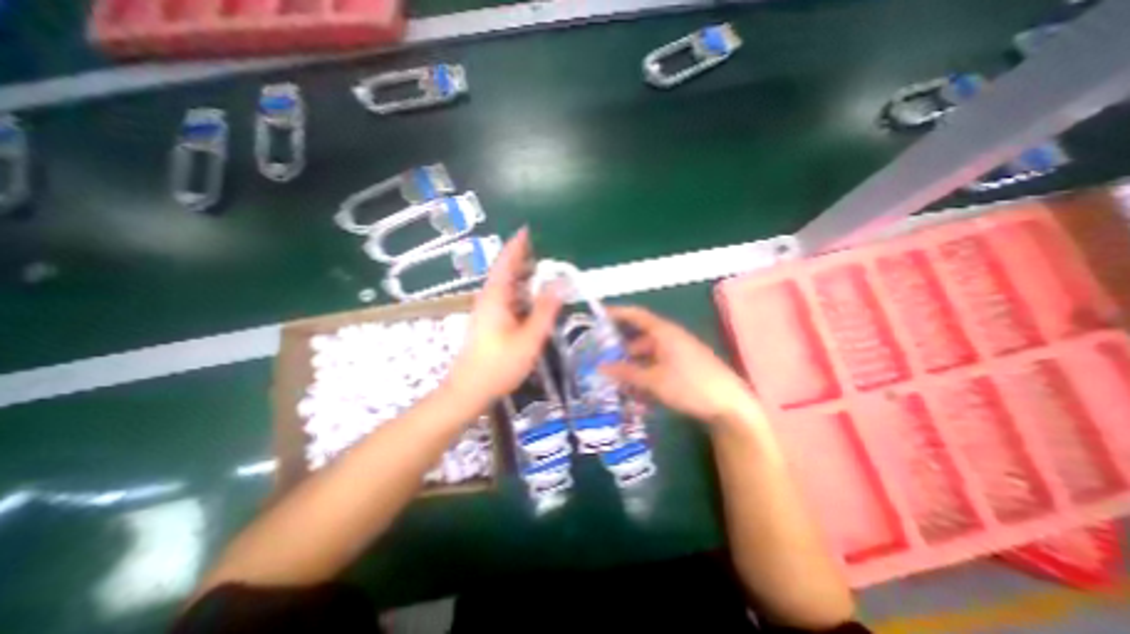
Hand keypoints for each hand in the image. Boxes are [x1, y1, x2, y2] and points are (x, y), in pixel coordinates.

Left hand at [445, 231, 559, 403]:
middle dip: (522, 259)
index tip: (527, 230)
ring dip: (521, 277)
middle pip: (504, 272)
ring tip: (541, 272)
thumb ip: (545, 310)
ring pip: (505, 286)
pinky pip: (504, 298)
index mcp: (496, 297)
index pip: (506, 262)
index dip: (517, 245)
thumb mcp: (529, 338)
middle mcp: (488, 299)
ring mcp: (486, 310)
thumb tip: (560, 284)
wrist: (469, 390)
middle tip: (543, 252)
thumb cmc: (499, 365)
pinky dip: (519, 292)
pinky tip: (530, 300)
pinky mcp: (487, 322)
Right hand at [601, 304, 758, 428]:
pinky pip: (660, 366)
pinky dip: (648, 375)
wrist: (730, 405)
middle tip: (606, 362)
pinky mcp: (686, 367)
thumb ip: (626, 373)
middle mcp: (672, 338)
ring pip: (650, 356)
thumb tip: (601, 367)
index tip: (600, 316)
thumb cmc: (689, 385)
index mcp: (664, 332)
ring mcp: (680, 353)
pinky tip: (641, 394)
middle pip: (641, 339)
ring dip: (635, 368)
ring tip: (622, 385)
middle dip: (623, 351)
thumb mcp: (653, 380)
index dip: (618, 313)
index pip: (637, 315)